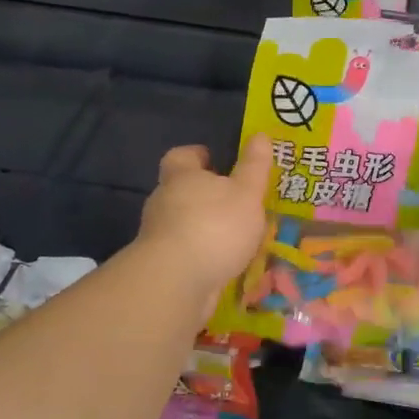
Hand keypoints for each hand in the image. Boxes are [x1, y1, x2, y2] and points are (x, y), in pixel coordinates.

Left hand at [136, 135, 273, 303]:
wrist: (176, 283)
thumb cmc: (214, 226)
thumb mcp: (246, 193)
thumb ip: (254, 166)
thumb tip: (260, 135)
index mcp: (181, 177)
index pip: (181, 156)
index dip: (197, 155)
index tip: (214, 159)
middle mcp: (163, 202)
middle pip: (181, 190)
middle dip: (204, 194)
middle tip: (234, 200)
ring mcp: (158, 236)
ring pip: (182, 223)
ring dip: (204, 227)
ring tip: (235, 236)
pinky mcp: (161, 266)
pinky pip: (184, 252)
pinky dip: (201, 255)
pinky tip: (223, 264)